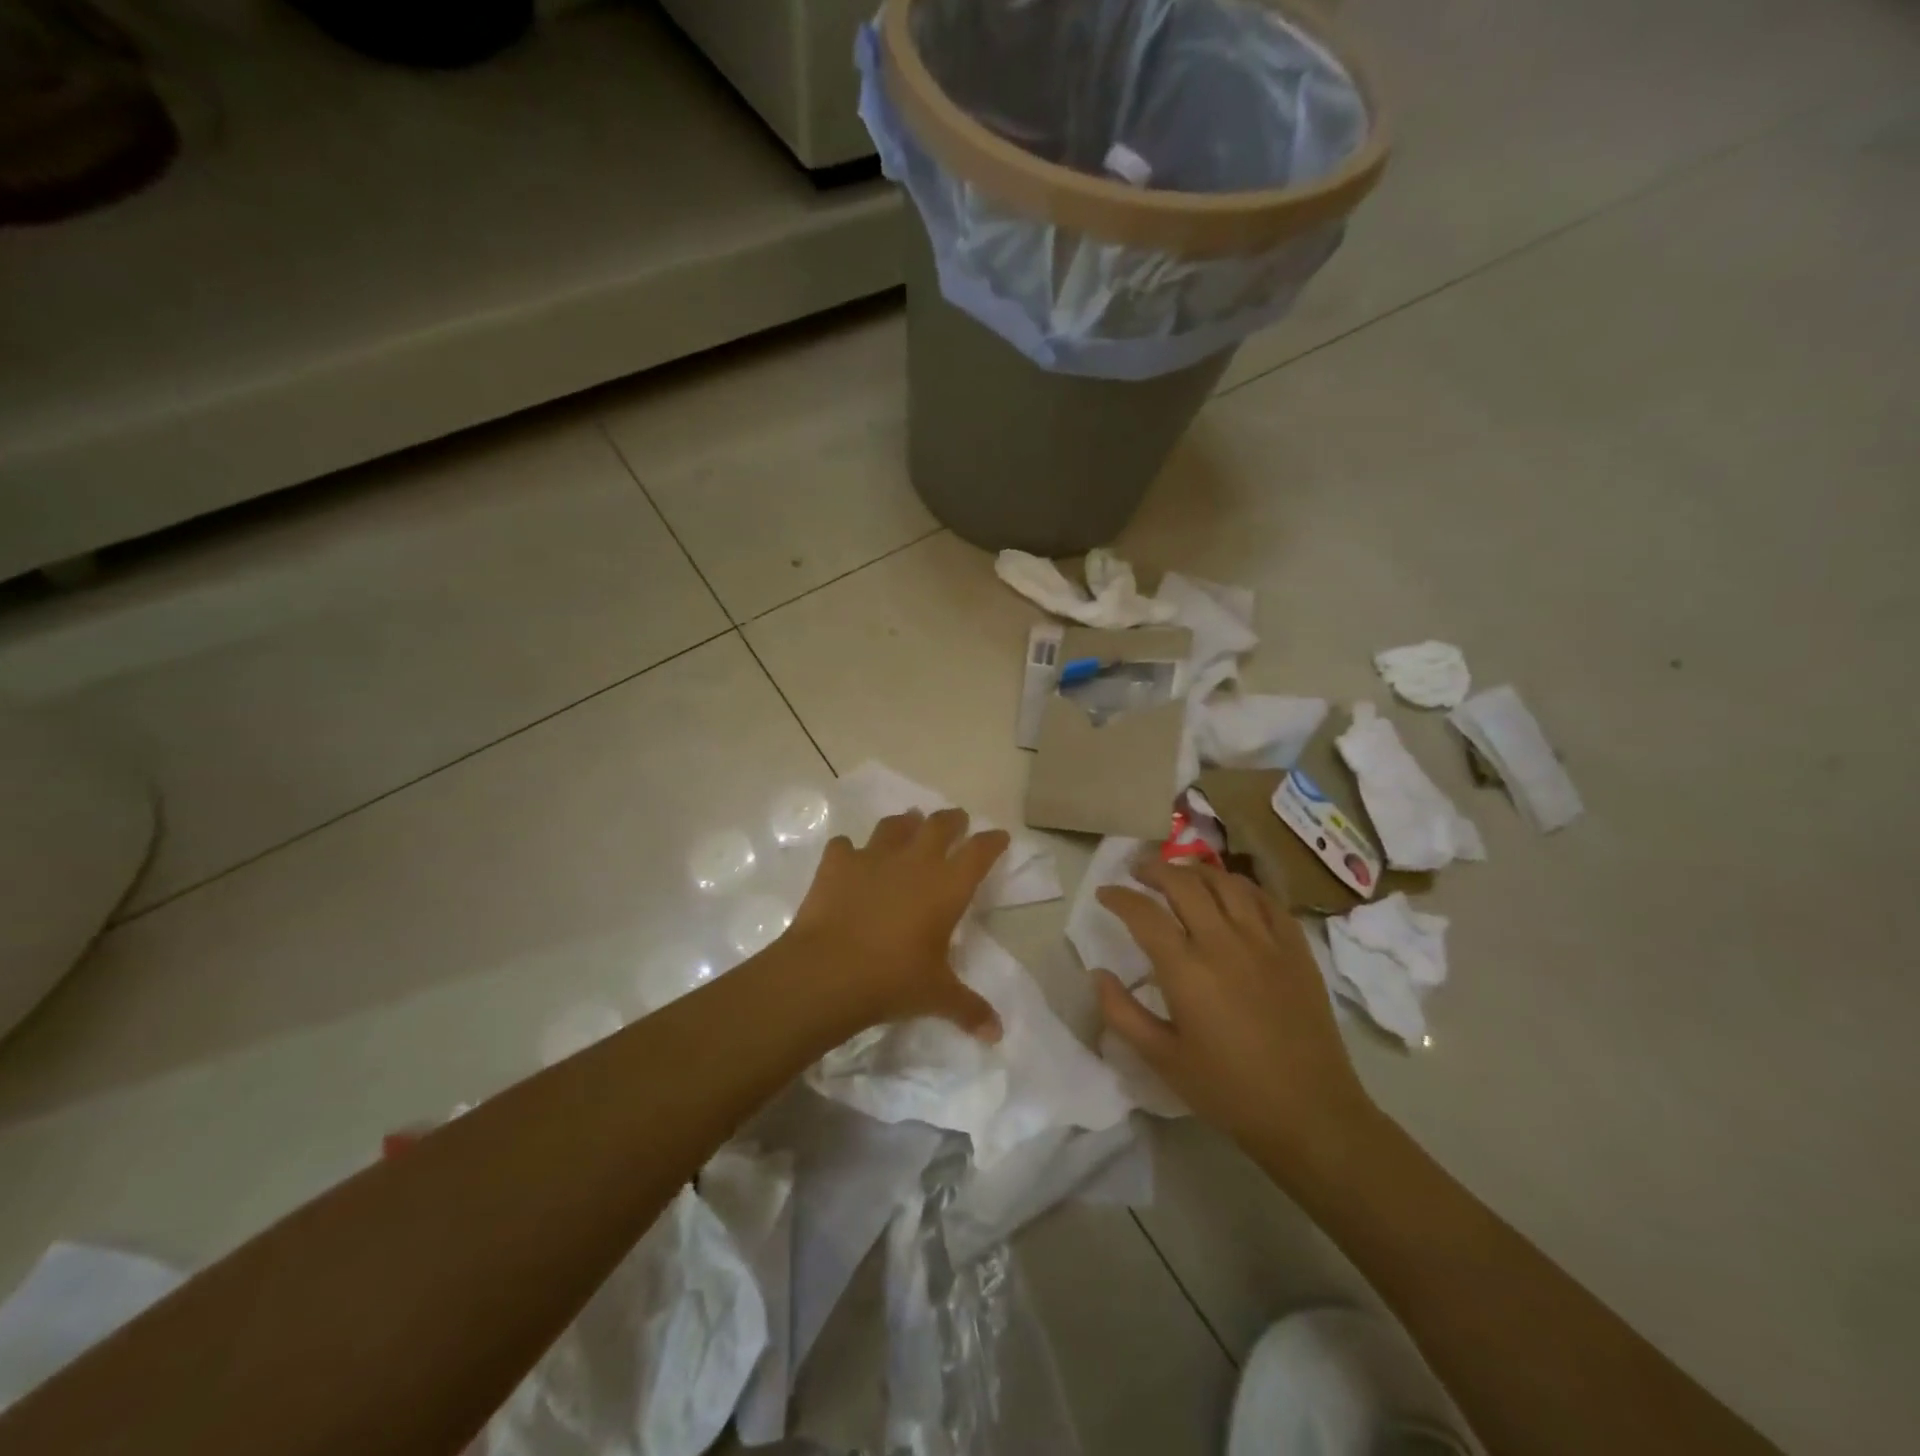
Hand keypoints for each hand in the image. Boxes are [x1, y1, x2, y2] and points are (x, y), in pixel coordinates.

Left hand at [785, 808, 1008, 1041]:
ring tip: (909, 824)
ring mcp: (873, 857)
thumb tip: (997, 1035)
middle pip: (939, 825)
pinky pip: (845, 846)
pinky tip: (850, 858)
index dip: (992, 841)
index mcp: (947, 886)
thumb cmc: (893, 980)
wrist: (828, 971)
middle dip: (952, 820)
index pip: (979, 852)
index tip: (999, 836)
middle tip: (956, 821)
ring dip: (905, 823)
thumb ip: (969, 1009)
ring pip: (894, 826)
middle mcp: (914, 861)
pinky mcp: (837, 863)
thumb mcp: (937, 996)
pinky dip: (850, 850)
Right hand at [1094, 860, 1371, 1158]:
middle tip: (1138, 872)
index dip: (1118, 896)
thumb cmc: (1228, 1089)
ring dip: (1195, 872)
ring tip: (1180, 875)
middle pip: (1183, 883)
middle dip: (1154, 870)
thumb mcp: (1162, 1059)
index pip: (1143, 913)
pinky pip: (1266, 900)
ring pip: (1225, 883)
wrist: (1310, 1113)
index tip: (1104, 893)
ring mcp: (1265, 941)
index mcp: (1186, 970)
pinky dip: (1241, 886)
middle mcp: (1223, 942)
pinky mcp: (1296, 949)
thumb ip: (1121, 1013)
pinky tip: (1231, 892)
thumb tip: (1098, 974)